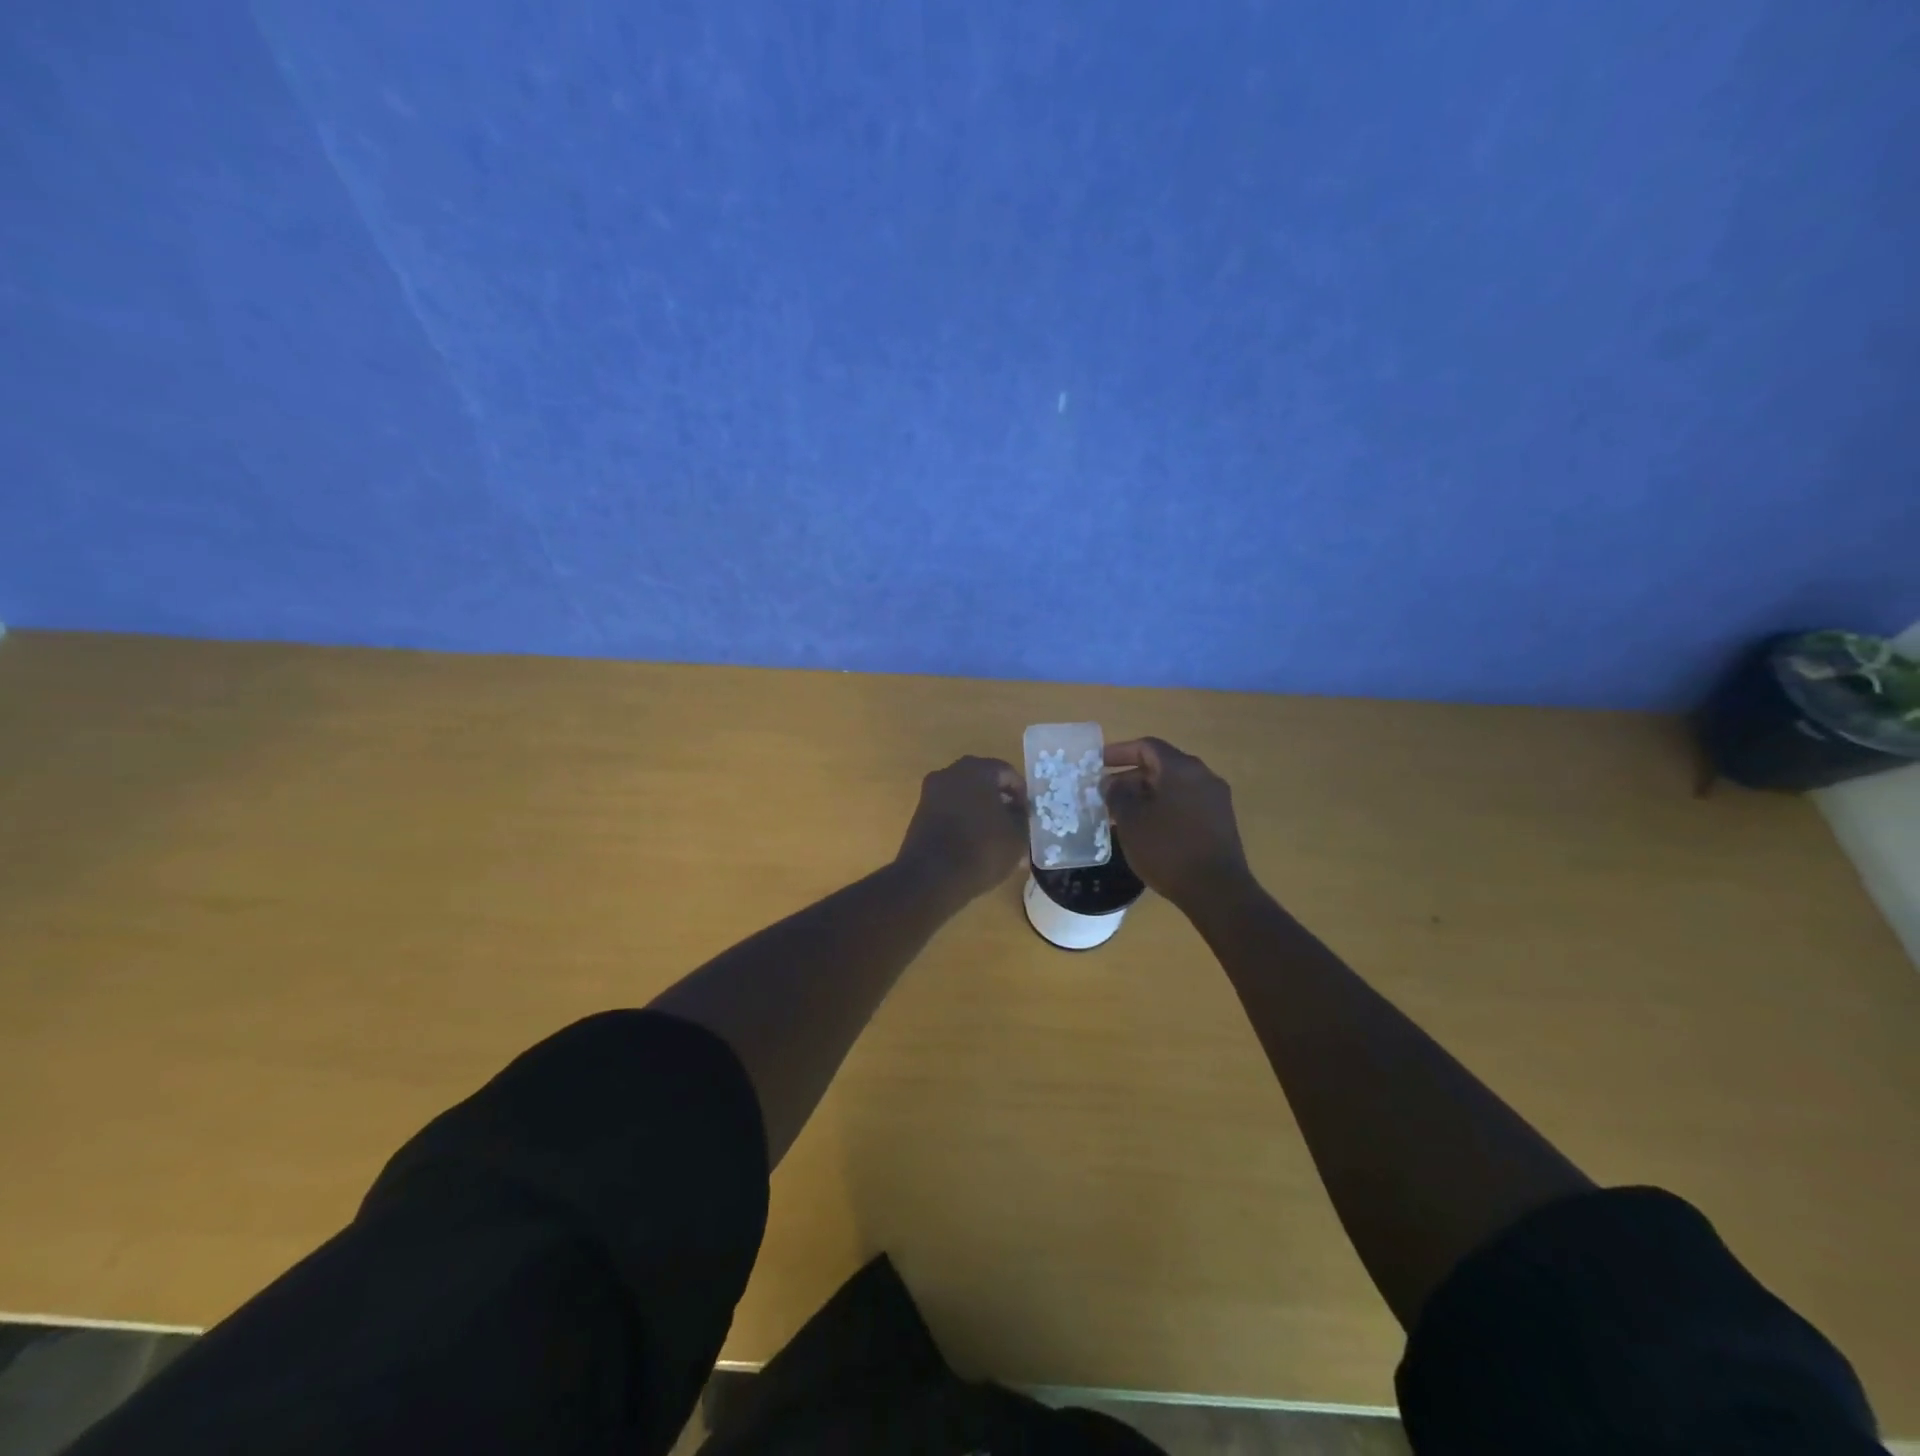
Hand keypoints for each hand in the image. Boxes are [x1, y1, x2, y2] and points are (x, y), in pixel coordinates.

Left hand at [895, 756, 1028, 904]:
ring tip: (994, 838)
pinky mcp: (920, 813)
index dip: (1021, 794)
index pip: (1007, 772)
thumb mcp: (1017, 836)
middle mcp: (950, 773)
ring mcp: (931, 792)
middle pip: (983, 781)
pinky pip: (949, 810)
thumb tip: (1017, 810)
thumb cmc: (981, 850)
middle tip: (1012, 823)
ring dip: (980, 812)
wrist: (931, 877)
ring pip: (965, 797)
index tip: (1027, 815)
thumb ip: (1022, 817)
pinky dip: (963, 821)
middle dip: (999, 801)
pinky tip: (973, 844)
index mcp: (976, 770)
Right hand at [1104, 737, 1253, 908]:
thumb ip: (1117, 794)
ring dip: (1146, 795)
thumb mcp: (1131, 820)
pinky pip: (1185, 804)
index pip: (1146, 746)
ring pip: (1173, 787)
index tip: (1096, 764)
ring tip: (1121, 815)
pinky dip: (1163, 808)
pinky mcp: (1220, 822)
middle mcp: (1202, 776)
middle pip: (1160, 766)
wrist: (1216, 890)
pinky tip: (1147, 830)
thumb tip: (1112, 783)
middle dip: (1130, 777)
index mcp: (1181, 768)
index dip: (1118, 752)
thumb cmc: (1167, 848)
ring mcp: (1215, 799)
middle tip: (1105, 795)